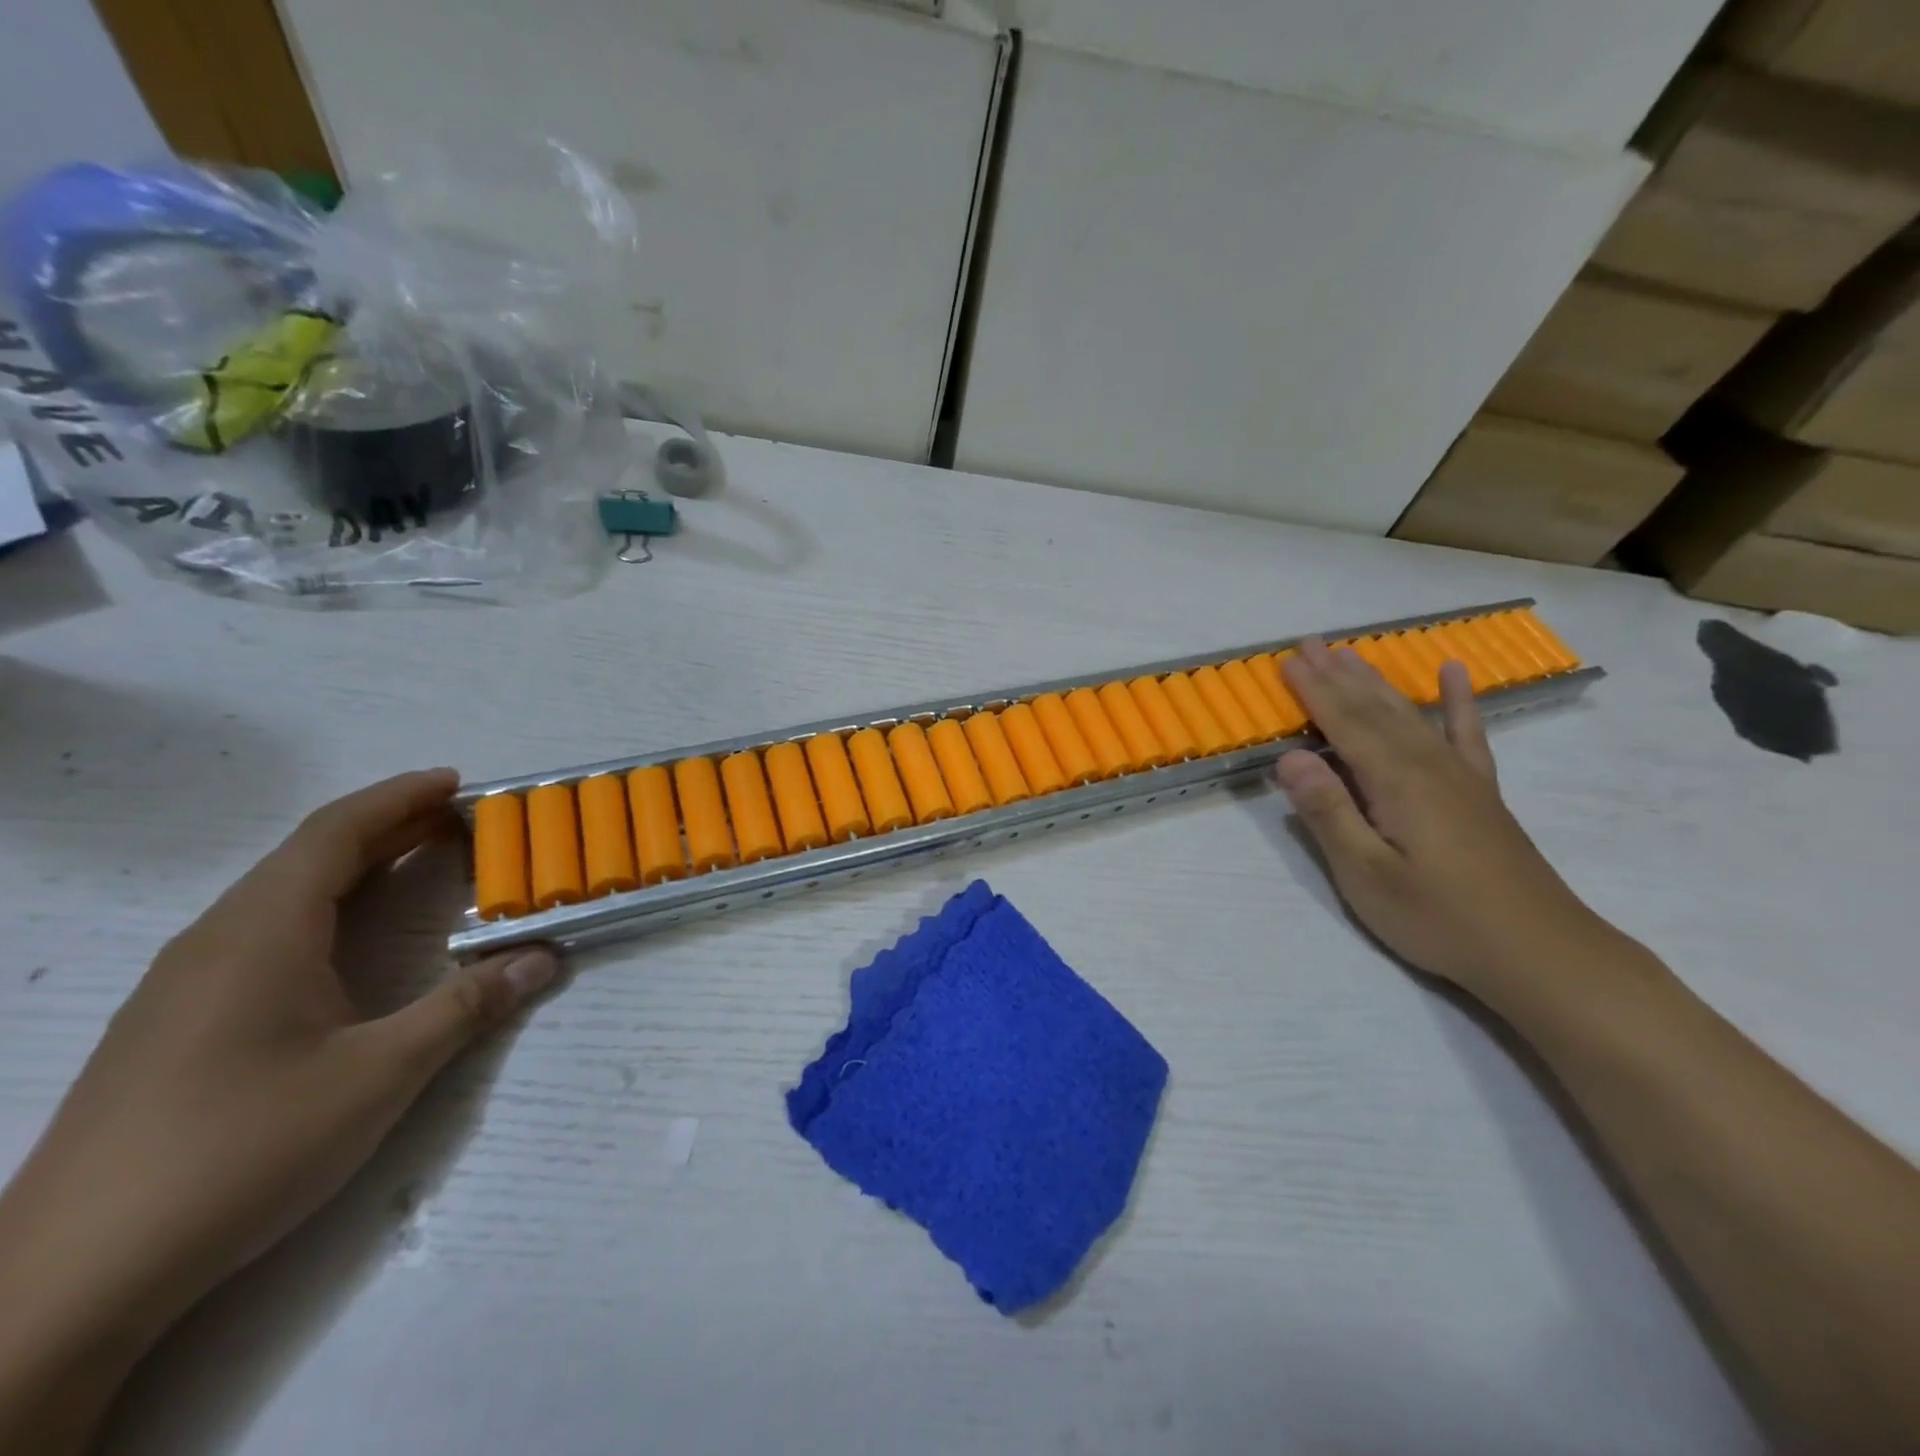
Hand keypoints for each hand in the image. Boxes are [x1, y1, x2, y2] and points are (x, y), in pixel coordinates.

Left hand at [0, 771, 558, 1450]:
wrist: (70, 1280)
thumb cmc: (240, 1151)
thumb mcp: (379, 1075)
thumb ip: (467, 1007)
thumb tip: (545, 957)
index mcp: (260, 934)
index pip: (335, 833)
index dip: (399, 798)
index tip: (457, 781)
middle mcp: (215, 941)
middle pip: (308, 854)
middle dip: (388, 826)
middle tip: (460, 822)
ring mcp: (184, 983)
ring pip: (280, 892)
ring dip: (355, 865)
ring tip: (418, 863)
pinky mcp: (174, 1021)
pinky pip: (261, 928)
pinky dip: (323, 904)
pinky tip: (347, 938)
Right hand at [1274, 640, 1617, 997]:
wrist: (1540, 951)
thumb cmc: (1440, 918)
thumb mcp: (1367, 875)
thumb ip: (1329, 812)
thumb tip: (1290, 757)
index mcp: (1397, 782)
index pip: (1345, 724)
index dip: (1314, 691)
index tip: (1287, 659)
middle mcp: (1429, 765)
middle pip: (1376, 709)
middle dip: (1339, 675)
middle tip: (1310, 642)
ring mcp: (1460, 776)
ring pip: (1410, 714)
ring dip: (1377, 682)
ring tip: (1351, 653)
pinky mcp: (1480, 792)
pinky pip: (1467, 733)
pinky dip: (1458, 701)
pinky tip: (1453, 674)